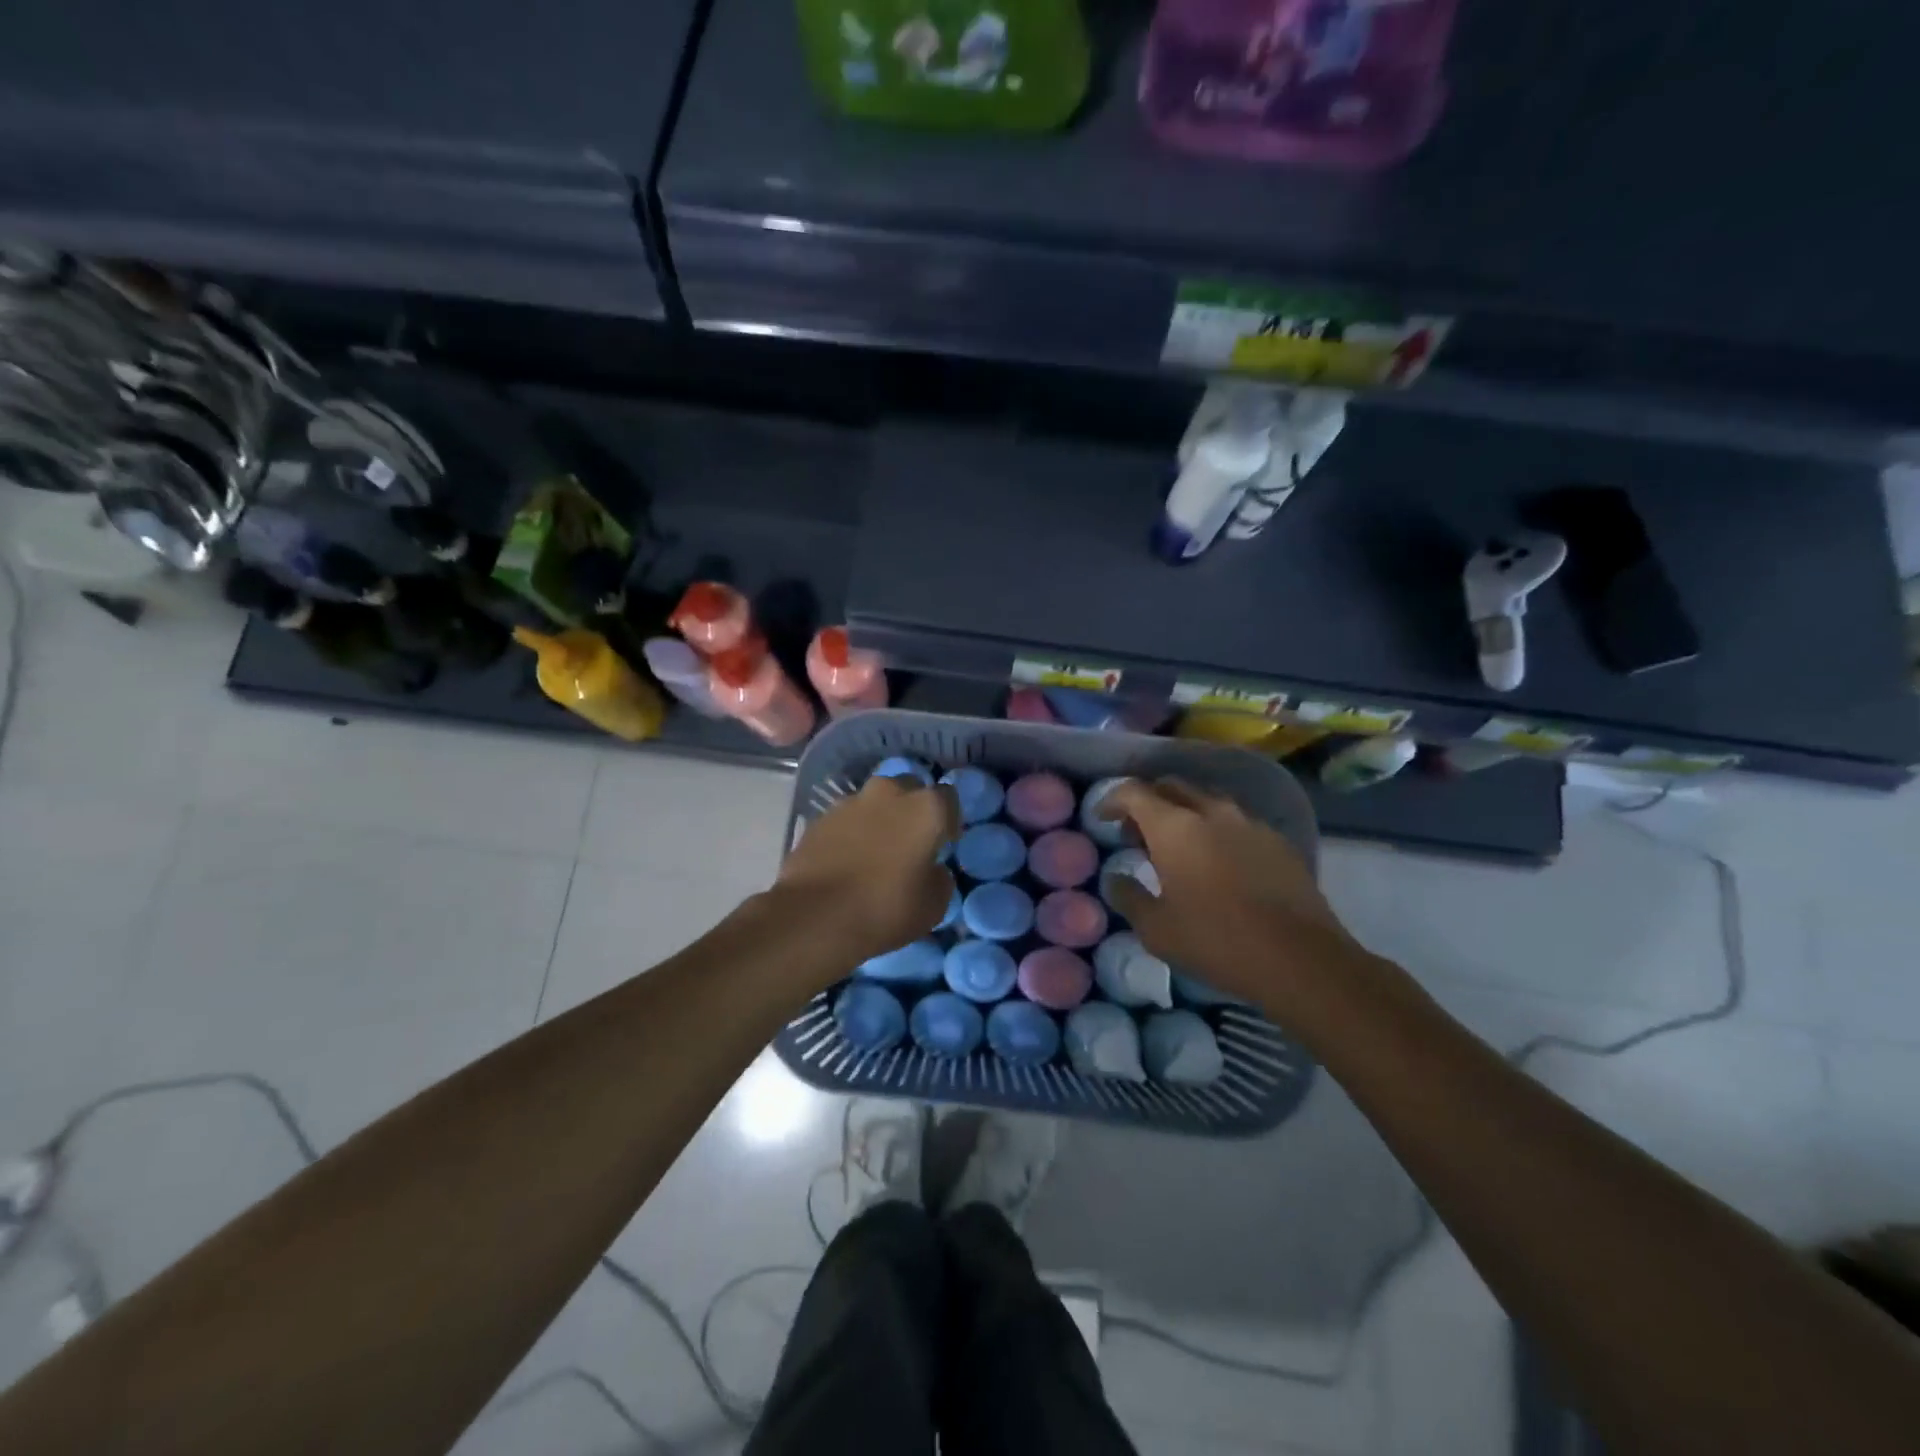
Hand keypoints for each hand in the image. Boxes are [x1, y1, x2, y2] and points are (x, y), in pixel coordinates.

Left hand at [775, 776, 958, 965]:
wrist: (814, 917)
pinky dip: (851, 832)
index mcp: (926, 808)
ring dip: (880, 818)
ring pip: (874, 801)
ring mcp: (850, 801)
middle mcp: (889, 792)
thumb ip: (941, 878)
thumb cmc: (885, 909)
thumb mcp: (934, 906)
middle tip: (909, 842)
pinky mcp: (820, 817)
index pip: (949, 798)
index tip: (944, 844)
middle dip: (912, 809)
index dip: (948, 821)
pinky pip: (846, 818)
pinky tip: (847, 859)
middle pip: (909, 789)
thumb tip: (933, 869)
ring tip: (875, 851)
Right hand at [1099, 779, 1368, 1016]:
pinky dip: (1218, 831)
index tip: (1103, 818)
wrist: (1300, 959)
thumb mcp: (1156, 929)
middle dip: (1149, 803)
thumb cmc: (1216, 940)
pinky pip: (1237, 822)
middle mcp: (1212, 811)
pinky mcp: (1278, 841)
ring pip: (1207, 801)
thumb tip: (1115, 879)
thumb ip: (1128, 897)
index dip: (1112, 799)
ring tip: (1180, 849)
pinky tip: (1220, 864)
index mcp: (1174, 826)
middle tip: (1138, 835)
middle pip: (1171, 787)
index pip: (1134, 792)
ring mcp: (1250, 823)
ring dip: (1185, 814)